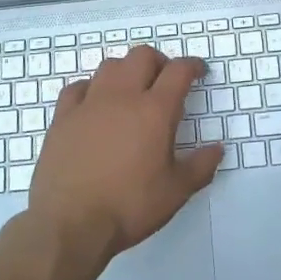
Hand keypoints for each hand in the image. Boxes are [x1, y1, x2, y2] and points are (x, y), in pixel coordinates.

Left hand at [29, 47, 220, 259]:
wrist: (70, 223)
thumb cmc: (129, 206)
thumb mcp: (175, 192)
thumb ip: (200, 167)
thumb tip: (217, 148)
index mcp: (155, 110)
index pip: (178, 71)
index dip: (192, 66)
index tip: (199, 71)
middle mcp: (122, 96)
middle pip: (142, 56)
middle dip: (159, 61)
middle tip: (165, 79)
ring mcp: (89, 104)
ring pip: (110, 65)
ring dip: (126, 70)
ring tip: (131, 90)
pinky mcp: (63, 117)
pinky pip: (77, 87)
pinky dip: (90, 88)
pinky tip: (93, 104)